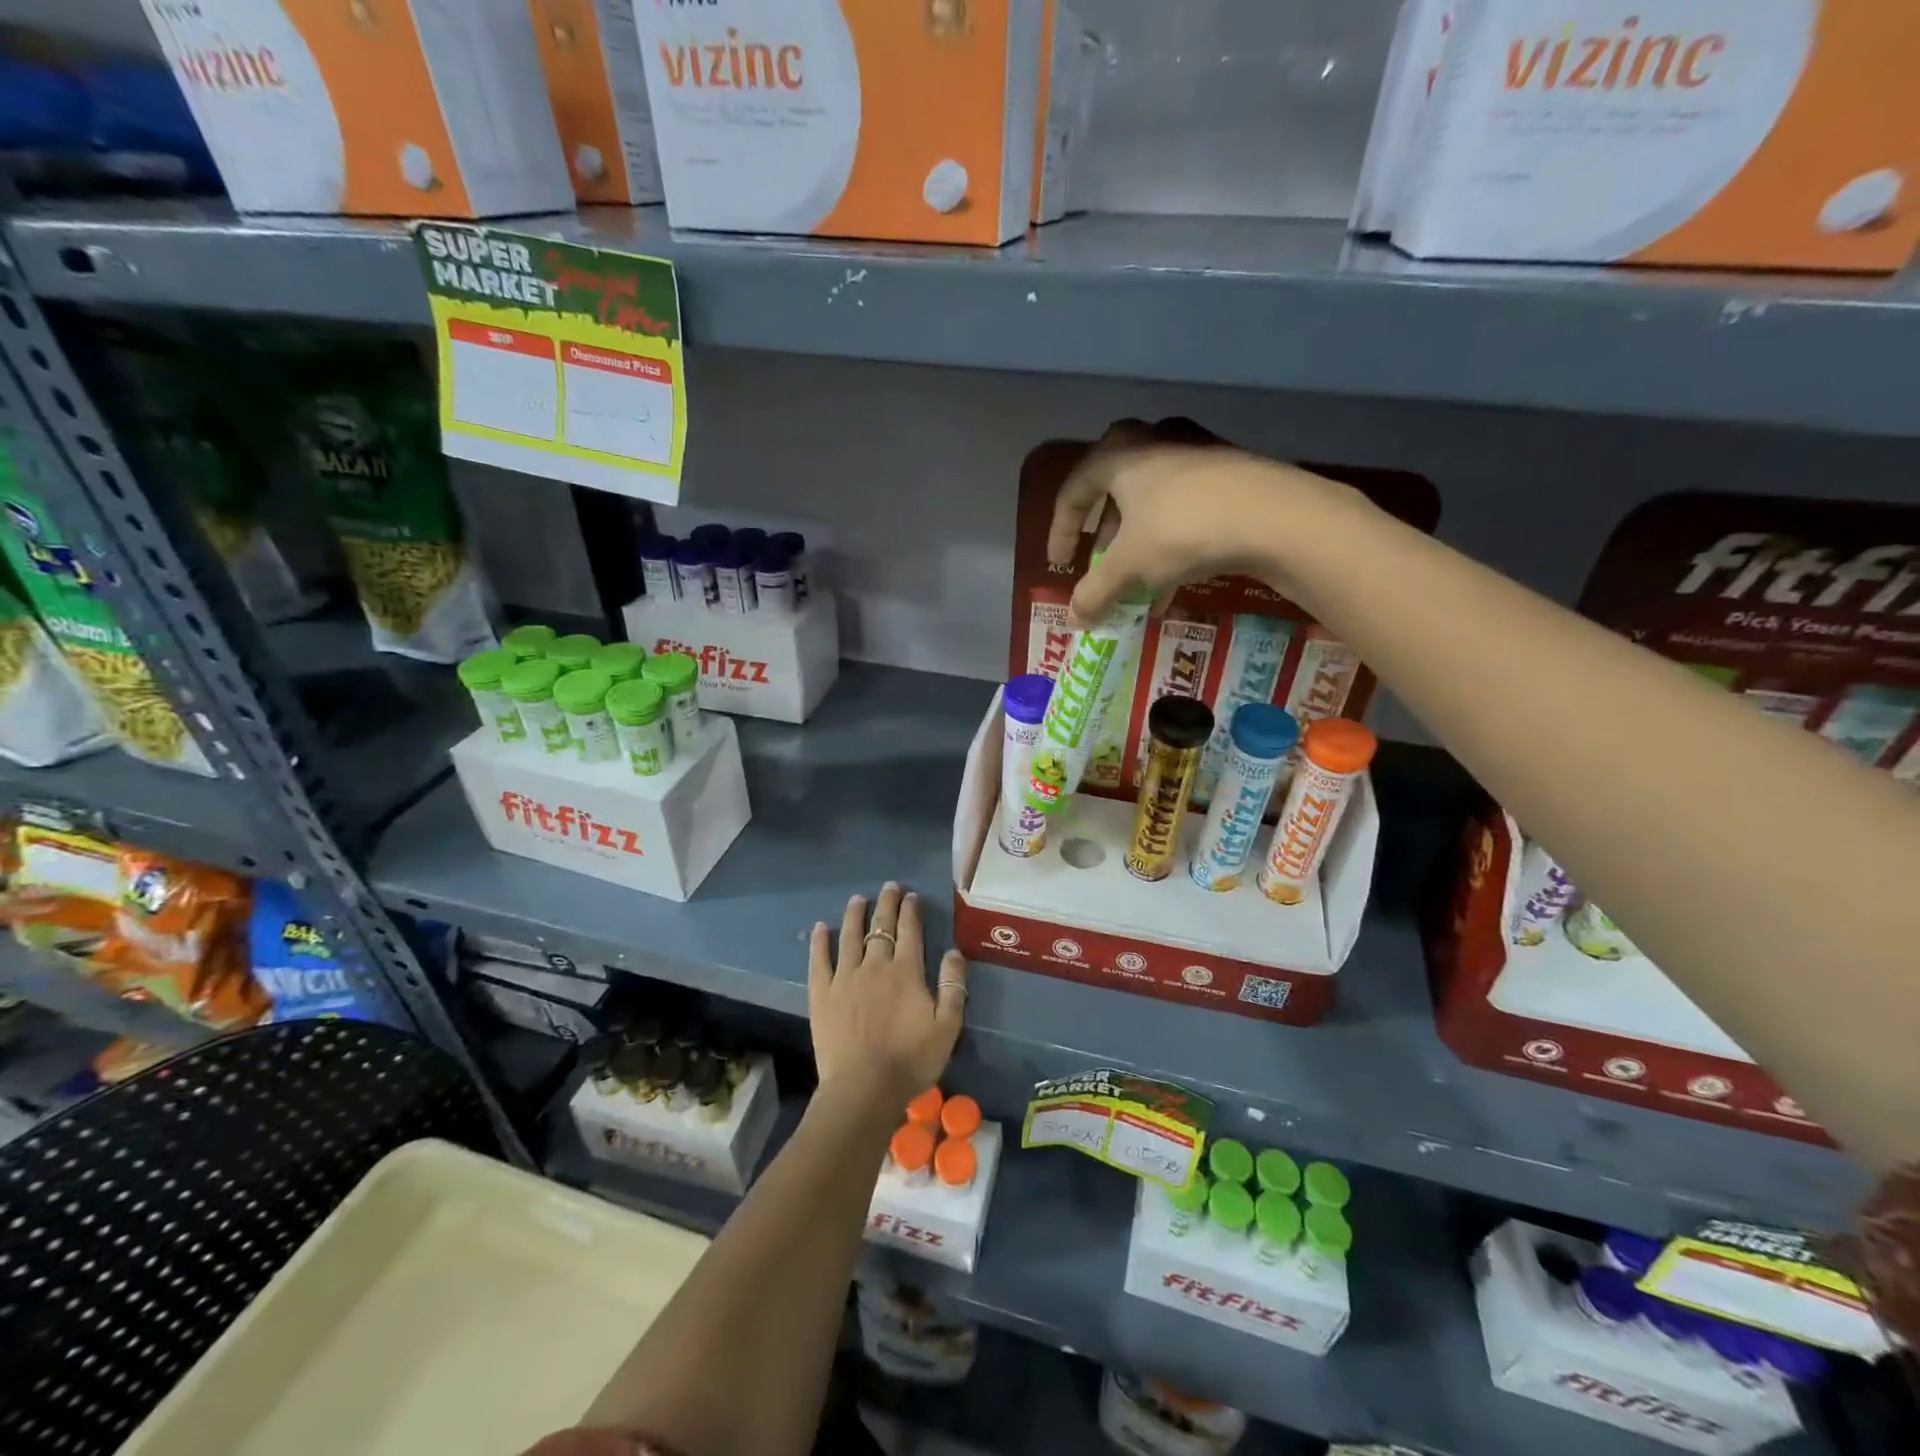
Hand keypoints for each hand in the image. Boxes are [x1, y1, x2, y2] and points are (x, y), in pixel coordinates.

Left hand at [808, 883, 966, 1109]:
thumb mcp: (947, 1026)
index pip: (910, 931)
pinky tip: (820, 928)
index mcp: (906, 971)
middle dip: (887, 904)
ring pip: (850, 937)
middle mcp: (875, 965)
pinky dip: (819, 942)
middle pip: (881, 927)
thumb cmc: (911, 1060)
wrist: (864, 1088)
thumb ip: (953, 986)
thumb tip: (954, 951)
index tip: (911, 896)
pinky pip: (819, 961)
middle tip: (889, 887)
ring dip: (855, 915)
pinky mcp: (822, 994)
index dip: (911, 911)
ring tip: (858, 899)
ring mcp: (845, 977)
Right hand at [1046, 420, 1352, 625]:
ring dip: (1138, 545)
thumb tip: (1073, 620)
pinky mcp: (1227, 471)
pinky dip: (1169, 542)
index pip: (1073, 491)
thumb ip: (1095, 592)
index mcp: (1118, 454)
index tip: (1059, 565)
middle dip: (1104, 535)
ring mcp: (1194, 452)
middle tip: (1099, 563)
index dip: (1060, 532)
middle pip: (1113, 490)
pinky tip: (1173, 582)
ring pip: (1151, 502)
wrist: (1273, 515)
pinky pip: (1182, 508)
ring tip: (1137, 587)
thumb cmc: (1182, 530)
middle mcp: (1152, 442)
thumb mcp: (1129, 566)